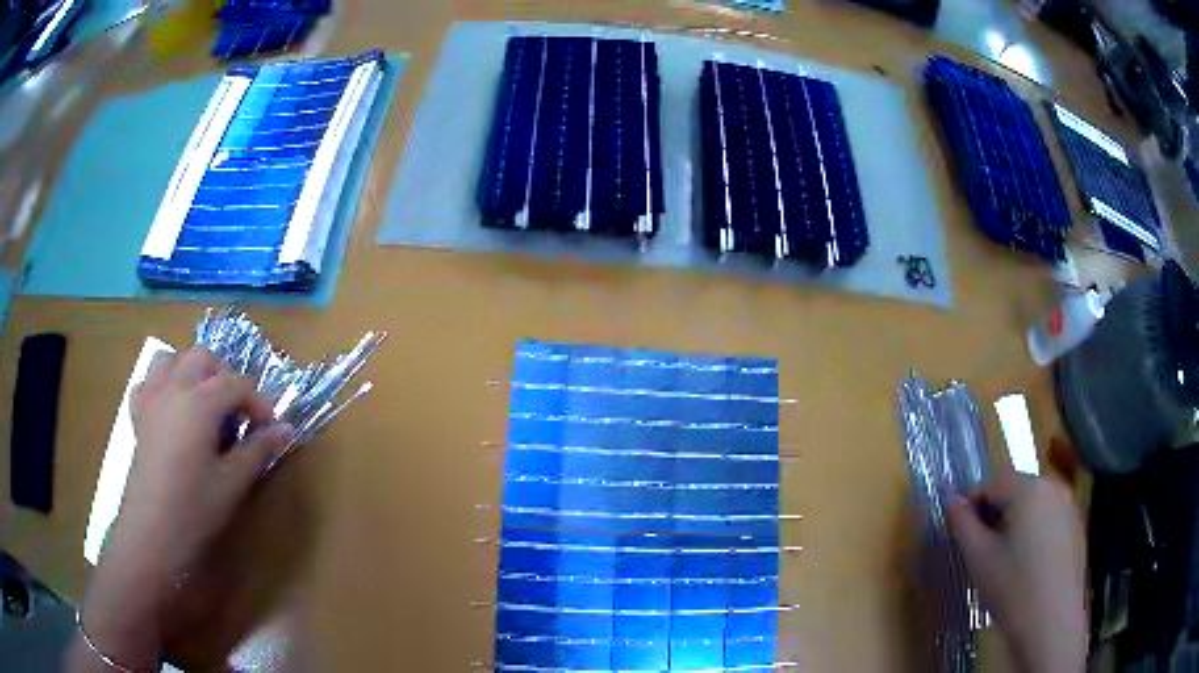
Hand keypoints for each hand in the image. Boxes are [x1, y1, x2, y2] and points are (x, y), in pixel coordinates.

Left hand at [69, 348, 290, 671]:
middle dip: (225, 376)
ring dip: (192, 371)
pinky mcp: (139, 415)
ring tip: (204, 402)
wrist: (151, 531)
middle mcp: (174, 387)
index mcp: (200, 401)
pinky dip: (164, 385)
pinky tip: (172, 410)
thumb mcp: (233, 482)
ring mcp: (152, 397)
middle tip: (238, 411)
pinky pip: (149, 382)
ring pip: (172, 359)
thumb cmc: (194, 508)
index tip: (271, 426)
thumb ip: (258, 450)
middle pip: (203, 358)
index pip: (236, 384)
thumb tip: (286, 429)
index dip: (258, 401)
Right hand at [947, 470, 1087, 672]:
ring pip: (1031, 506)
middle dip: (995, 515)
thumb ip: (962, 524)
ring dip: (1013, 525)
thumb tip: (952, 502)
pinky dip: (1032, 534)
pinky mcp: (1076, 527)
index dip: (973, 505)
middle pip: (1015, 490)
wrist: (1051, 623)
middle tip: (981, 552)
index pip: (992, 482)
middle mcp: (1052, 487)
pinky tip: (1026, 568)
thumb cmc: (1012, 588)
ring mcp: (1068, 506)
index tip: (962, 536)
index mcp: (1029, 488)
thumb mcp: (978, 558)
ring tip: (1003, 562)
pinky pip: (1047, 519)